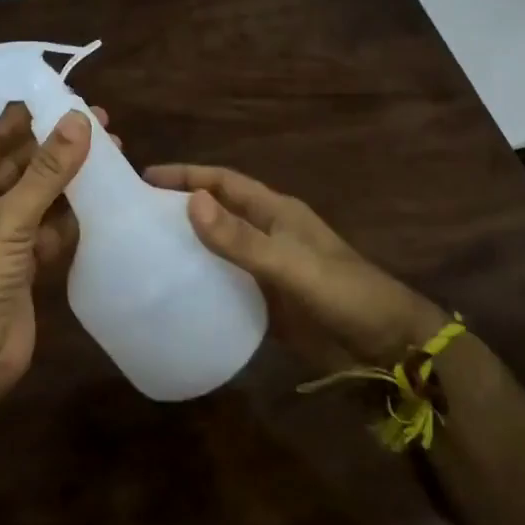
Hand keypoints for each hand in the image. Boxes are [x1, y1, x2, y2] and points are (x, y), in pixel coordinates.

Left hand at [0, 104, 103, 394]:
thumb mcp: (7, 221)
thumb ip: (46, 171)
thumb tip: (79, 119)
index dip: (21, 116)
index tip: (60, 94)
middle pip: (15, 163)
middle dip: (53, 145)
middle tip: (97, 121)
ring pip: (35, 194)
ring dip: (68, 177)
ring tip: (111, 149)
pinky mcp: (20, 261)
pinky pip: (48, 226)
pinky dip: (71, 213)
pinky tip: (102, 195)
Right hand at [143, 163, 440, 366]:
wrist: (388, 349)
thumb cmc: (344, 294)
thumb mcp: (290, 264)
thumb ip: (241, 238)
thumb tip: (191, 201)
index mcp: (276, 212)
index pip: (223, 182)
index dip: (187, 176)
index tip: (146, 177)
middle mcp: (268, 234)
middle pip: (217, 212)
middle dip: (181, 208)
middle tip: (136, 216)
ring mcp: (269, 270)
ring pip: (220, 249)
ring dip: (189, 246)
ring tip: (145, 253)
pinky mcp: (269, 303)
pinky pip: (228, 285)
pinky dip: (204, 283)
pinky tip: (177, 294)